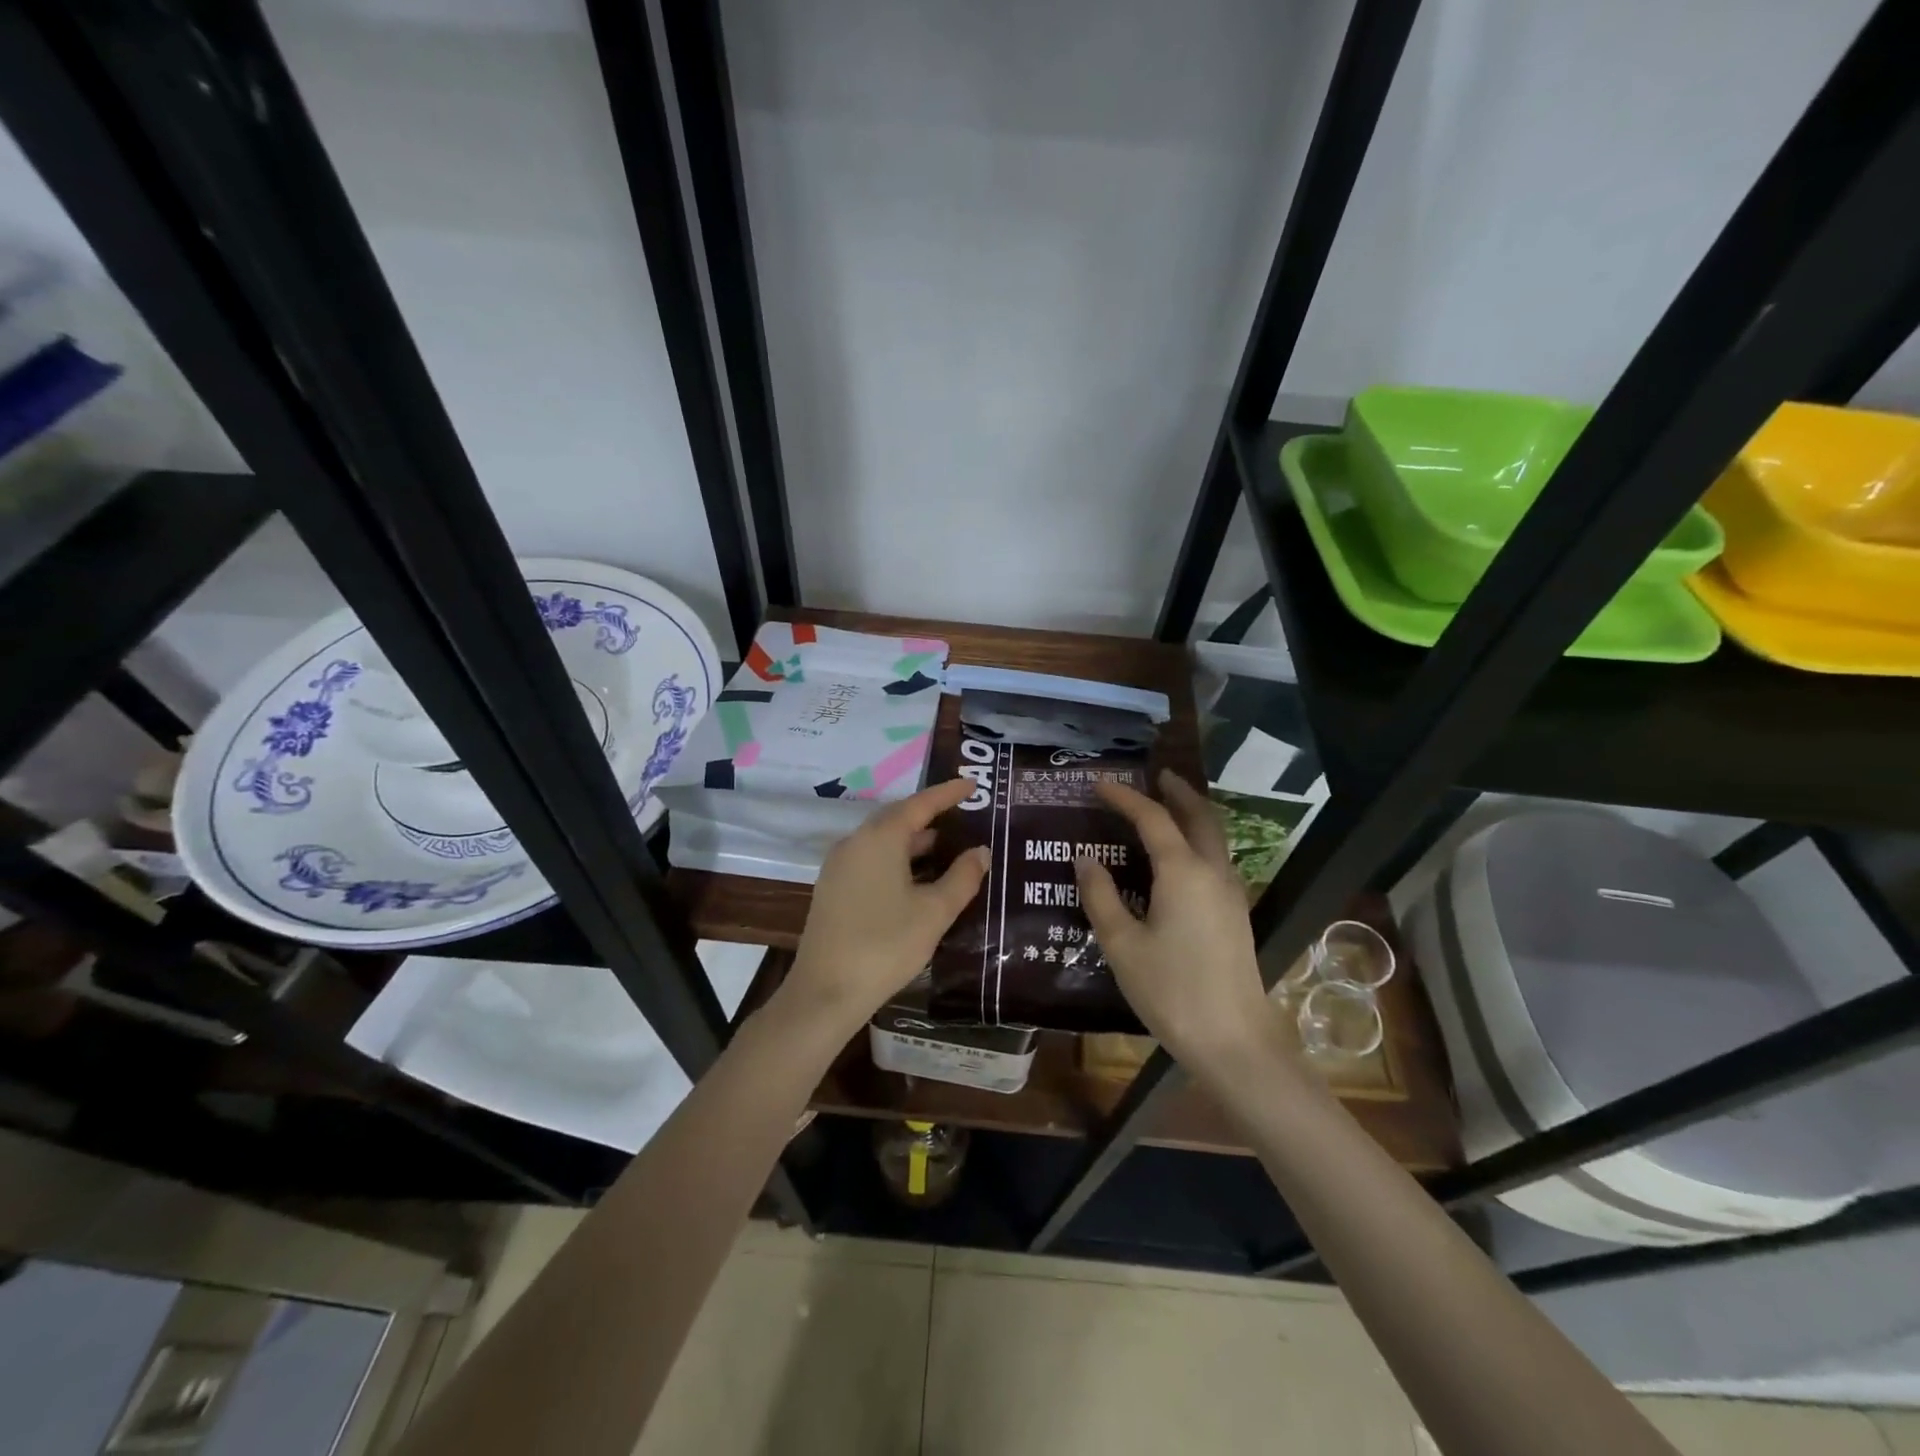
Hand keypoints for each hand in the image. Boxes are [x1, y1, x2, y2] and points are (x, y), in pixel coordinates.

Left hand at [781, 777, 989, 1033]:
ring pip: (883, 841)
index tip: (972, 785)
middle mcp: (855, 842)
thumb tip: (980, 851)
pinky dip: (898, 859)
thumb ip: (962, 877)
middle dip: (931, 816)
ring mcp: (839, 865)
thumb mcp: (934, 912)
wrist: (825, 992)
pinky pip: (871, 859)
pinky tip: (918, 878)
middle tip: (963, 815)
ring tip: (948, 847)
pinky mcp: (833, 888)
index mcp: (880, 838)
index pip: (920, 804)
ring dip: (915, 841)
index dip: (947, 793)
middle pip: (898, 818)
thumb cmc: (886, 945)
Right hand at [1074, 771, 1278, 1066]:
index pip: (1152, 818)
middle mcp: (1212, 871)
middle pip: (1199, 815)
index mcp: (1182, 872)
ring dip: (1193, 813)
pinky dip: (1200, 839)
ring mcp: (1231, 892)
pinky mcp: (1236, 913)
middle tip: (1157, 776)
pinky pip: (1218, 858)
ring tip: (1169, 806)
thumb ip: (1101, 896)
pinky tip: (1181, 856)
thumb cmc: (1170, 990)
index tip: (1100, 784)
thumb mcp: (1122, 944)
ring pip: (1215, 836)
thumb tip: (1085, 858)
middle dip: (1178, 791)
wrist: (1233, 1040)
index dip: (1125, 797)